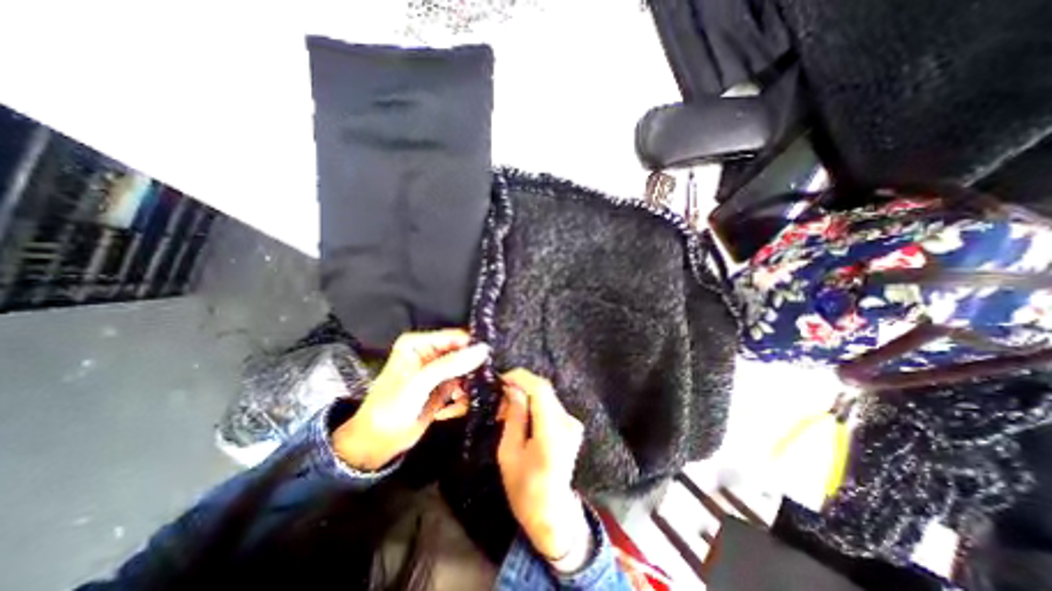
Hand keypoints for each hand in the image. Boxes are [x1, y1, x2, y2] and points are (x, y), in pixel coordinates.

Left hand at [333, 328, 487, 470]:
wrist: (377, 444)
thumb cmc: (391, 408)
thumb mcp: (420, 383)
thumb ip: (451, 364)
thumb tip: (483, 349)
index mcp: (419, 343)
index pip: (456, 337)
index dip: (473, 348)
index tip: (489, 362)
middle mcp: (431, 352)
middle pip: (464, 353)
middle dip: (471, 370)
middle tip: (477, 385)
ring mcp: (439, 370)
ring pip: (468, 371)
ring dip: (468, 387)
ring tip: (459, 401)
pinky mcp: (445, 387)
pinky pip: (465, 386)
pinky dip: (463, 398)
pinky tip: (452, 409)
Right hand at [495, 369, 589, 572]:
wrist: (552, 512)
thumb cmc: (524, 489)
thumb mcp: (509, 453)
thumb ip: (513, 417)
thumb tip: (512, 389)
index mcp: (552, 432)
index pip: (540, 389)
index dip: (520, 378)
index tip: (501, 379)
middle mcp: (567, 422)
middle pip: (543, 390)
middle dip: (519, 387)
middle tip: (499, 399)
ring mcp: (573, 423)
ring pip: (546, 396)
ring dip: (525, 396)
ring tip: (506, 410)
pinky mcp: (572, 425)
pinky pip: (550, 405)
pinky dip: (533, 405)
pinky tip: (520, 417)